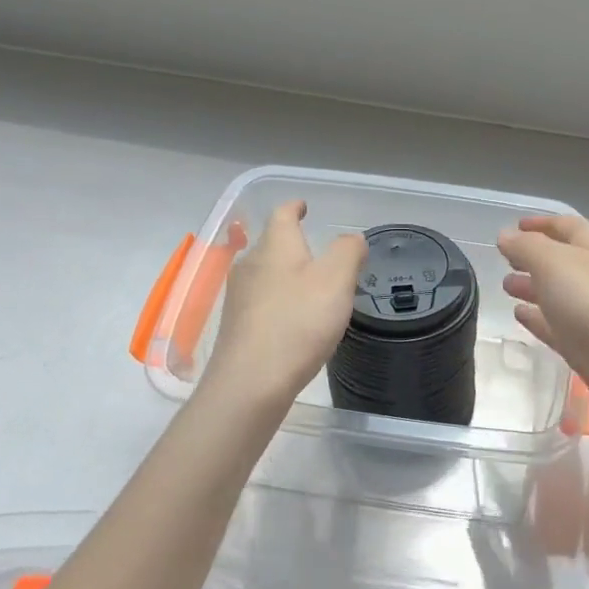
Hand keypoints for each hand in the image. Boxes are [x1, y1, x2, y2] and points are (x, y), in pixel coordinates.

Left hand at [197, 200, 366, 410]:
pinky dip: (279, 302)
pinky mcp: (237, 327)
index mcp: (275, 246)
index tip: (304, 206)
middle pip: (272, 244)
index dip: (295, 207)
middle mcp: (250, 265)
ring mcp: (239, 297)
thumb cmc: (298, 322)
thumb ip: (348, 252)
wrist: (251, 383)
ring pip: (265, 274)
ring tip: (311, 287)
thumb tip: (351, 238)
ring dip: (286, 274)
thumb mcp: (336, 280)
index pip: (282, 214)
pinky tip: (294, 320)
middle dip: (293, 245)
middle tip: (319, 253)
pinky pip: (261, 302)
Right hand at [498, 214, 588, 431]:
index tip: (514, 226)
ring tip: (506, 287)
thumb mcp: (555, 265)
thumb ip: (527, 248)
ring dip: (535, 287)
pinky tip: (520, 316)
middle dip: (535, 258)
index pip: (567, 225)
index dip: (540, 224)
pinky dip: (541, 318)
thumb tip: (506, 235)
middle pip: (565, 260)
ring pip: (562, 294)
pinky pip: (562, 326)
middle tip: (505, 261)